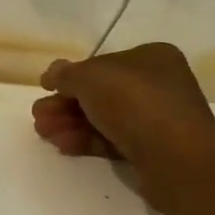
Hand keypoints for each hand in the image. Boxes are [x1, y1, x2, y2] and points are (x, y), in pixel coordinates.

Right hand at [31, 43, 214, 210]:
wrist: (176, 156)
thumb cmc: (134, 102)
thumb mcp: (89, 77)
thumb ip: (65, 74)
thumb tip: (52, 75)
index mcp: (151, 58)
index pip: (102, 64)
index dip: (71, 77)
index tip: (46, 90)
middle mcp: (157, 85)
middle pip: (99, 93)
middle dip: (64, 105)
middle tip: (38, 117)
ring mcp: (156, 118)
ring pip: (102, 118)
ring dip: (69, 124)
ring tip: (44, 134)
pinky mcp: (150, 149)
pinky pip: (111, 140)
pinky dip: (86, 141)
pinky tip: (64, 146)